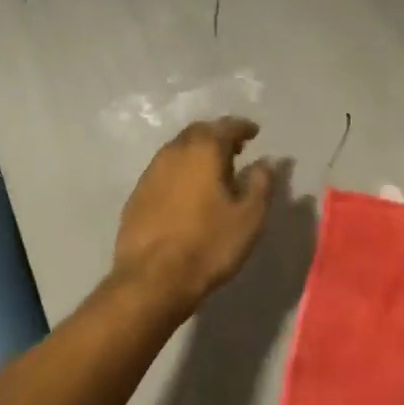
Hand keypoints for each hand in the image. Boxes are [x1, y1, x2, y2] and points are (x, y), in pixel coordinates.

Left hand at [112, 117, 275, 317]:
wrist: (152, 278)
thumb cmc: (209, 244)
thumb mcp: (249, 216)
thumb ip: (261, 183)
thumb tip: (266, 161)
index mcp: (203, 150)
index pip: (226, 126)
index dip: (242, 127)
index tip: (254, 132)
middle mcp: (174, 152)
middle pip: (198, 132)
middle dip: (218, 136)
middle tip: (235, 149)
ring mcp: (151, 172)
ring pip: (178, 150)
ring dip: (197, 153)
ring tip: (213, 170)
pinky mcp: (137, 194)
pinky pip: (164, 171)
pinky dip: (180, 172)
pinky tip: (188, 191)